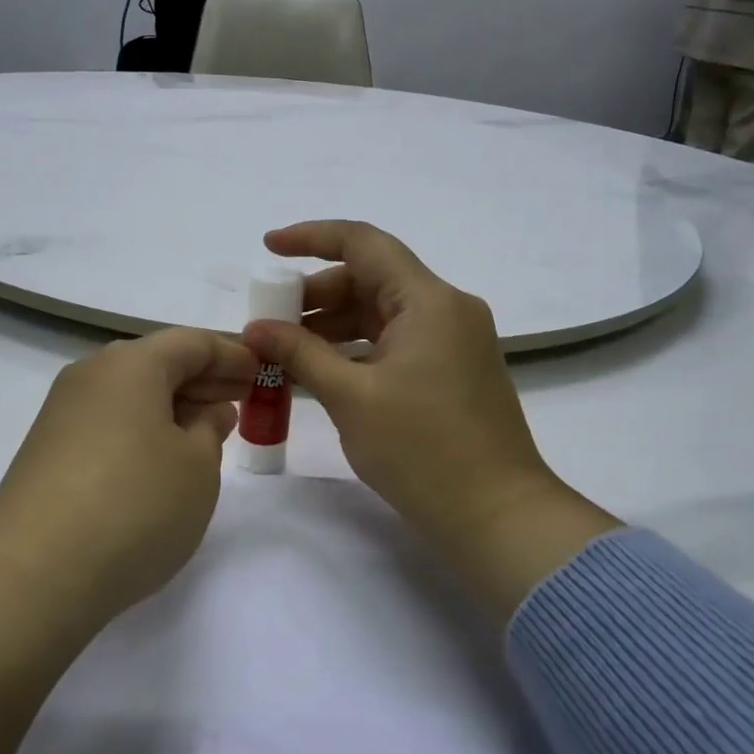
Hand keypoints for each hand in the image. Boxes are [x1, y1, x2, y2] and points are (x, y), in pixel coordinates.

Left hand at [0, 328, 256, 629]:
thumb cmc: (135, 505)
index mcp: (131, 364)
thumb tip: (206, 412)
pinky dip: (142, 429)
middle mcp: (91, 375)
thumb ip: (209, 429)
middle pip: (157, 363)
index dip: (231, 354)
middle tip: (241, 401)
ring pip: (130, 394)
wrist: (33, 573)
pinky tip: (160, 460)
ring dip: (172, 406)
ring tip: (206, 432)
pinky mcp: (47, 450)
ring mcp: (62, 412)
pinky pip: (108, 422)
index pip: (191, 343)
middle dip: (202, 379)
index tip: (260, 372)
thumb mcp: (197, 467)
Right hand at [242, 221, 618, 619]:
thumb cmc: (423, 450)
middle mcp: (446, 309)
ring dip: (333, 325)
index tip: (268, 247)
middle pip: (371, 278)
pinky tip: (321, 372)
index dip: (311, 237)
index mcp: (428, 300)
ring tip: (286, 351)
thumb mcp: (351, 397)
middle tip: (270, 320)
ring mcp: (454, 341)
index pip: (363, 242)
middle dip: (315, 294)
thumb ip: (300, 353)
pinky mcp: (453, 370)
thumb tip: (255, 328)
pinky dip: (357, 349)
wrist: (499, 517)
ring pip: (381, 312)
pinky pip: (396, 341)